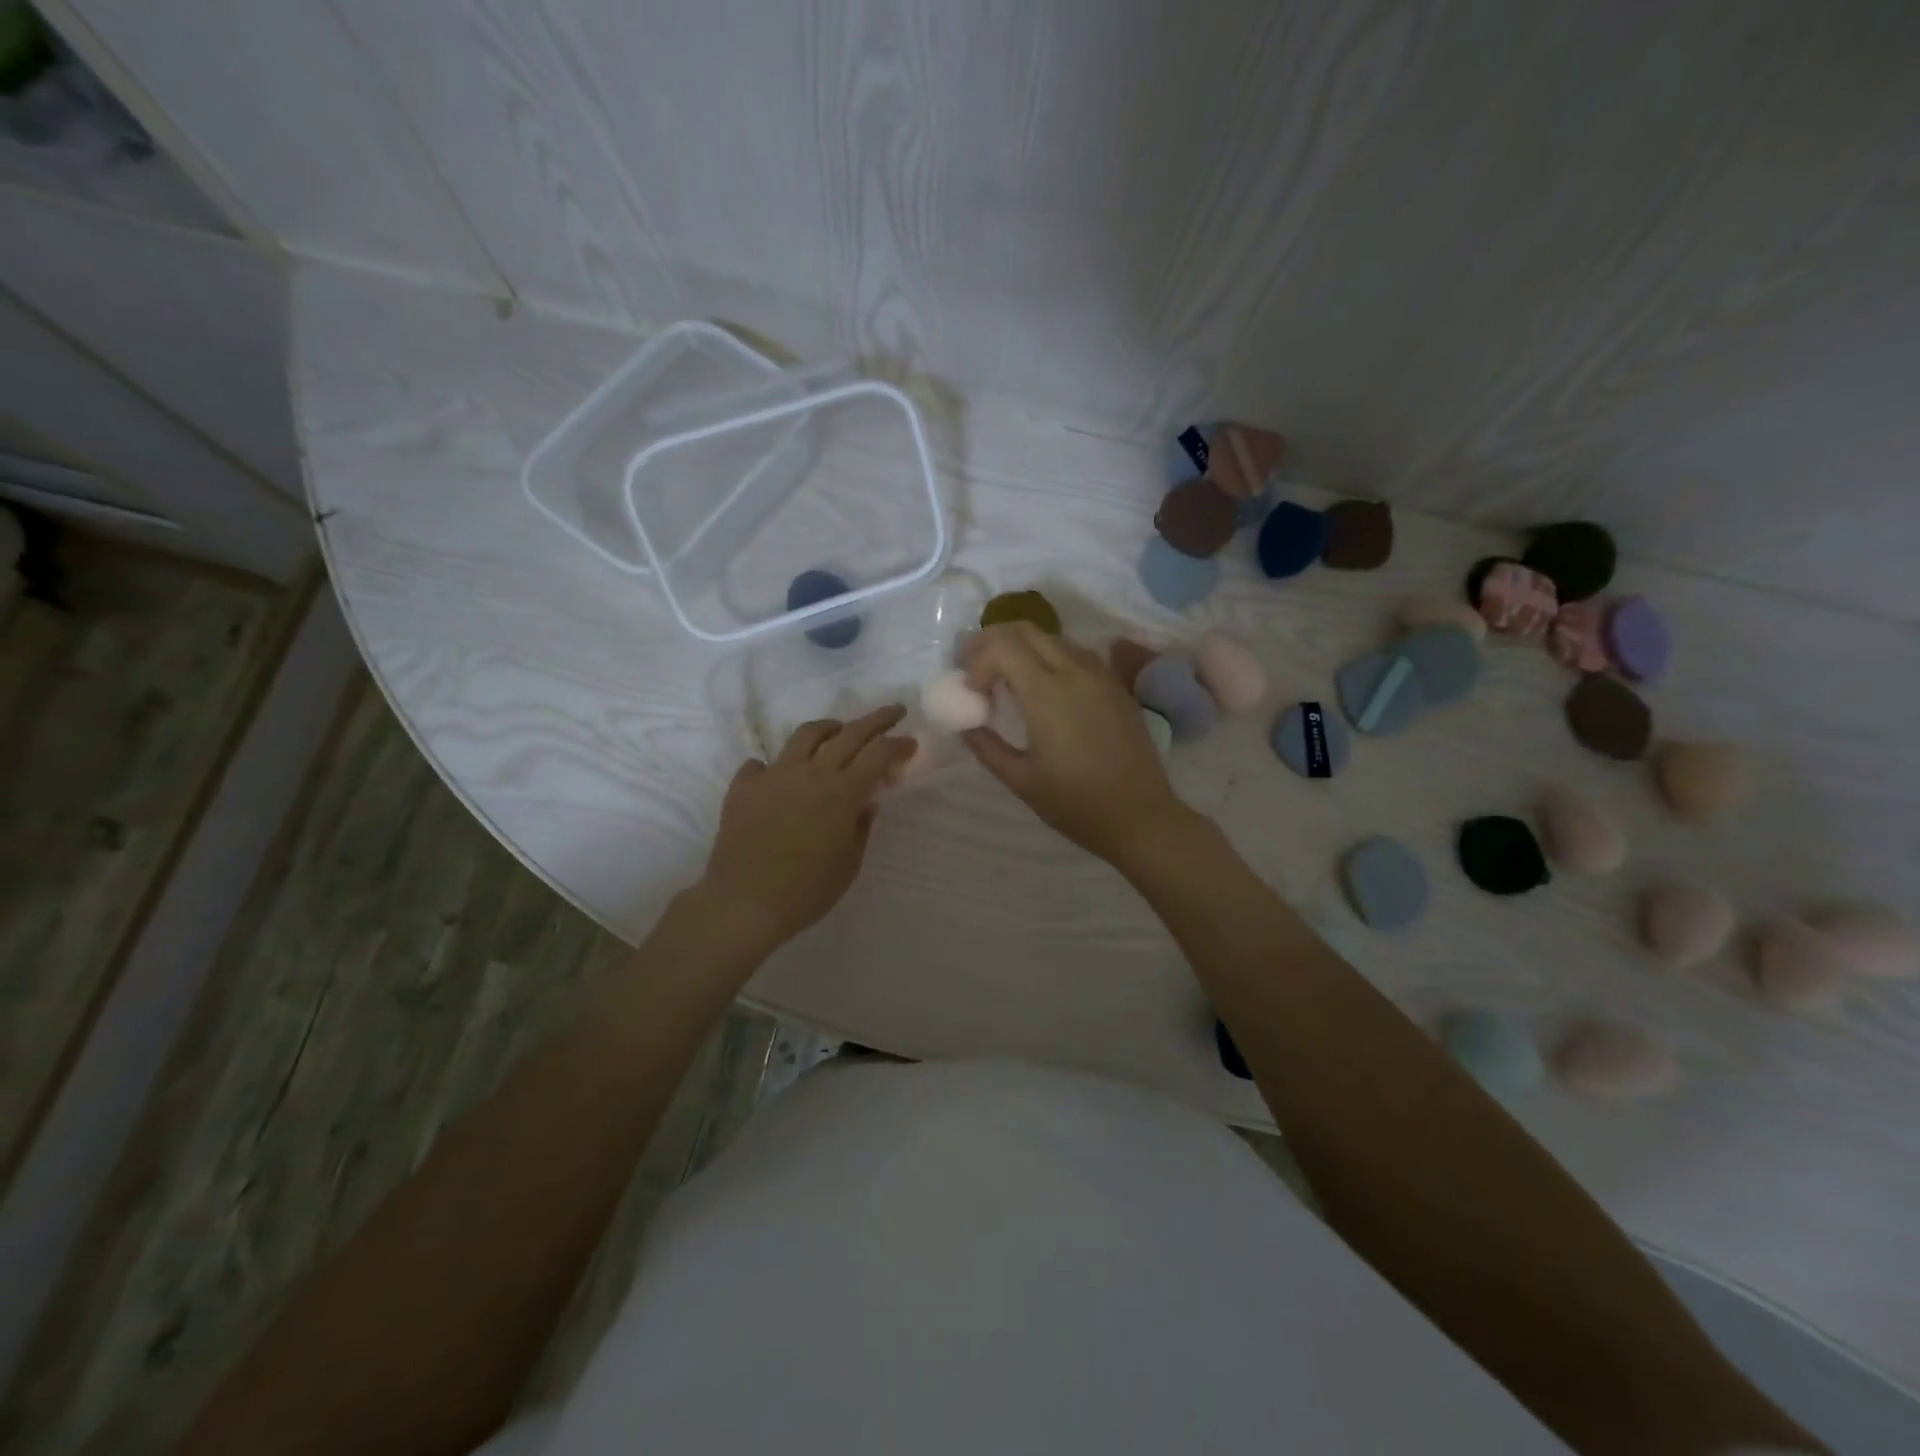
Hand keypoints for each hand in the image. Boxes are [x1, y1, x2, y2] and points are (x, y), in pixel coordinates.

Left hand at [698, 707, 915, 958]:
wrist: (743, 903)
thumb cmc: (806, 892)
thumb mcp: (849, 863)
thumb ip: (862, 825)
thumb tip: (867, 799)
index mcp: (841, 793)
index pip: (878, 754)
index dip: (898, 744)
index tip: (910, 742)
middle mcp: (810, 773)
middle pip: (849, 733)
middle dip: (876, 720)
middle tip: (894, 711)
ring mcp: (774, 775)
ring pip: (806, 735)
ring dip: (830, 728)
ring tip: (839, 730)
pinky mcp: (744, 786)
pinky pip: (762, 763)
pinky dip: (778, 765)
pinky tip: (782, 776)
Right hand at [961, 623, 1193, 865]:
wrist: (1141, 817)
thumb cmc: (1076, 803)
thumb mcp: (1021, 781)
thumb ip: (987, 747)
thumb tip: (967, 726)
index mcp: (1047, 693)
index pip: (1002, 647)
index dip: (978, 662)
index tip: (973, 694)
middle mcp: (1075, 672)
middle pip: (1026, 630)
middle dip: (995, 643)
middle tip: (979, 672)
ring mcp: (1101, 676)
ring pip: (1054, 638)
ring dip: (1024, 648)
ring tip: (1008, 679)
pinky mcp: (1117, 687)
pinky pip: (1077, 654)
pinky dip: (1051, 658)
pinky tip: (1045, 689)